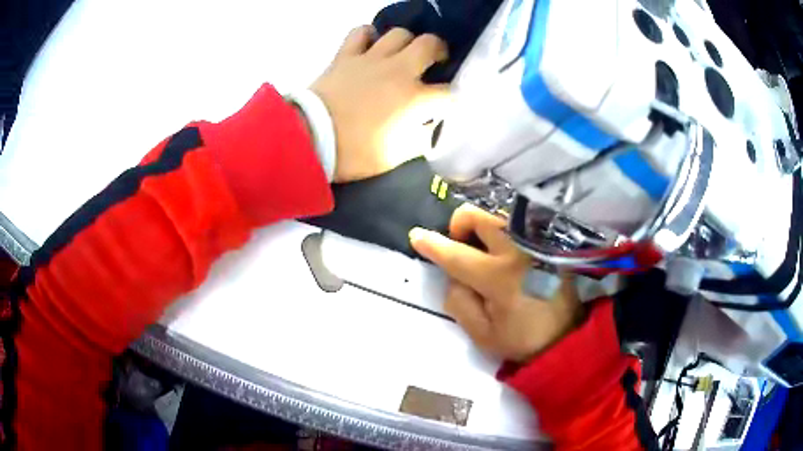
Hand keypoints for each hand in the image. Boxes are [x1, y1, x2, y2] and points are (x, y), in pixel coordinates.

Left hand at [311, 26, 448, 182]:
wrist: (310, 140)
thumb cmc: (354, 153)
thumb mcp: (394, 157)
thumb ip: (417, 139)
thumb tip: (427, 127)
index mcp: (414, 99)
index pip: (447, 93)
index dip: (451, 98)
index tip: (446, 104)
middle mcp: (398, 71)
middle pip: (430, 45)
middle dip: (439, 51)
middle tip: (434, 60)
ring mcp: (371, 59)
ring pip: (399, 33)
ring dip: (407, 40)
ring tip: (403, 52)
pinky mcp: (346, 56)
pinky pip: (360, 32)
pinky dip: (368, 35)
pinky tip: (370, 44)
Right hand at [409, 205, 583, 362]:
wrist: (567, 339)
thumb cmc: (522, 340)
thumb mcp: (481, 334)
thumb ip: (459, 302)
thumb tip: (453, 276)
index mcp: (499, 277)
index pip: (456, 255)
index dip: (433, 244)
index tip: (417, 235)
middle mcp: (518, 251)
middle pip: (479, 217)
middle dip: (460, 225)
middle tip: (460, 245)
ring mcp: (536, 243)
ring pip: (499, 216)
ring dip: (482, 227)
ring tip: (484, 251)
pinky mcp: (549, 244)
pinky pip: (519, 225)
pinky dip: (503, 232)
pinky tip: (505, 253)